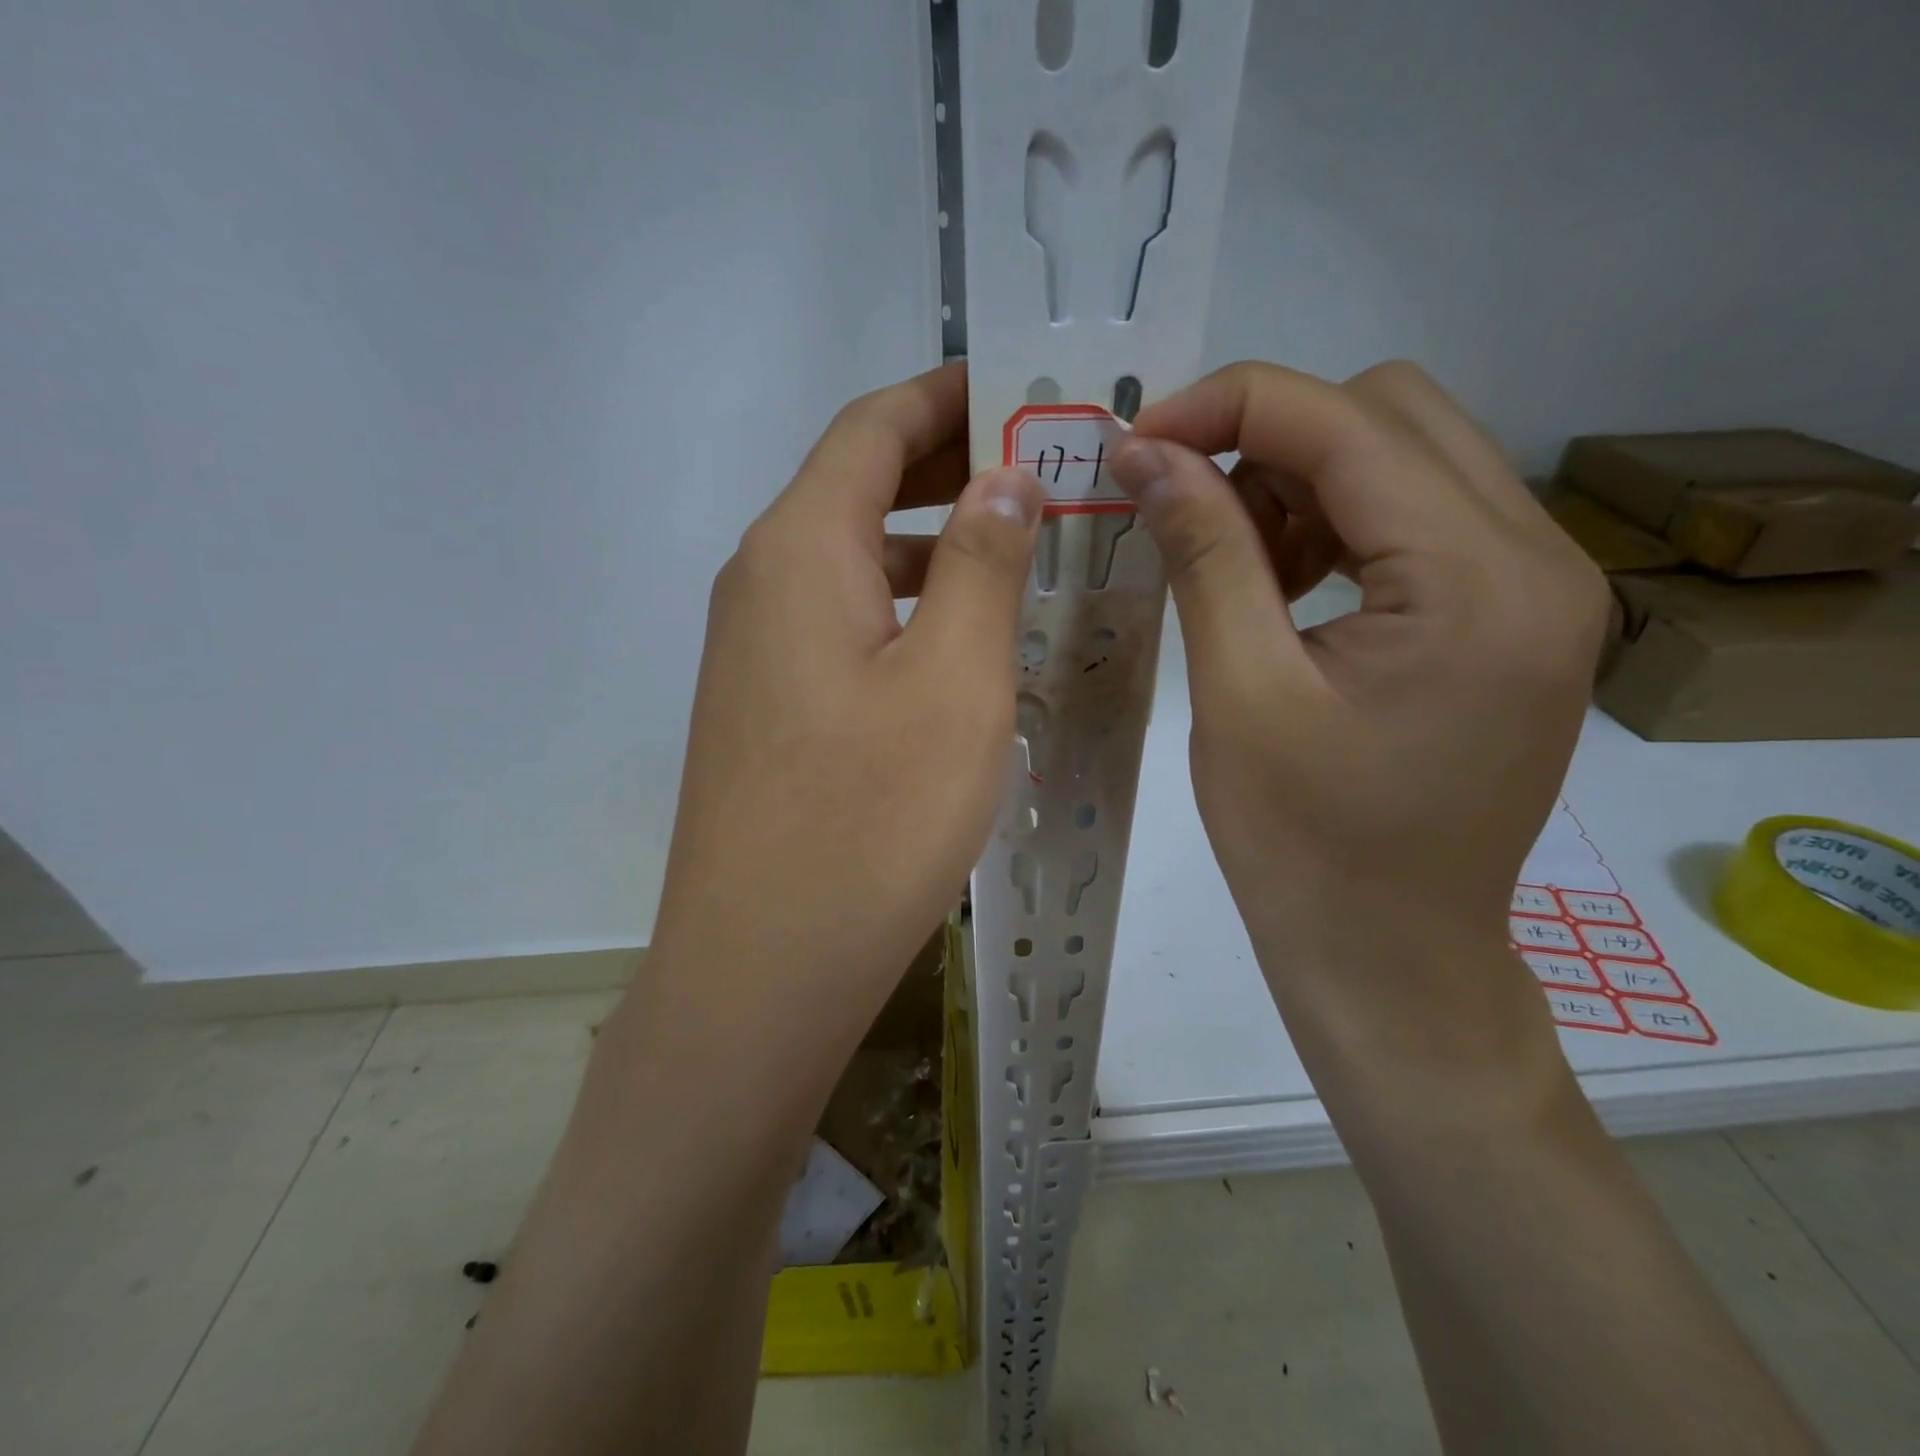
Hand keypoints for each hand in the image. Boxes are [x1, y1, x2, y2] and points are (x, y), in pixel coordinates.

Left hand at [644, 362, 1042, 1059]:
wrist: (763, 965)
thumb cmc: (870, 819)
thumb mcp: (955, 680)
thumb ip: (980, 562)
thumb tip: (999, 479)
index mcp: (800, 548)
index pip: (872, 427)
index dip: (947, 395)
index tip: (1022, 386)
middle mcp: (760, 581)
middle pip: (856, 485)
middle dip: (947, 463)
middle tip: (1043, 464)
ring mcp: (754, 650)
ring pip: (852, 559)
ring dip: (929, 540)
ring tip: (1018, 546)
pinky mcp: (765, 707)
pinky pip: (841, 621)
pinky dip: (903, 604)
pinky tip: (958, 639)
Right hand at [1113, 361, 1610, 1098]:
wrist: (1390, 954)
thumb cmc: (1304, 846)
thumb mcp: (1239, 695)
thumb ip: (1204, 555)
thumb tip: (1147, 455)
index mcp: (1478, 582)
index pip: (1347, 422)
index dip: (1228, 407)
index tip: (1135, 442)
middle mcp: (1537, 559)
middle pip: (1391, 415)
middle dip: (1267, 439)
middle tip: (1181, 505)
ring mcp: (1536, 586)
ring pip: (1404, 458)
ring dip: (1299, 484)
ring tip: (1232, 562)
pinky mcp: (1510, 616)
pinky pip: (1416, 519)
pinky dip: (1334, 526)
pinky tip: (1281, 588)